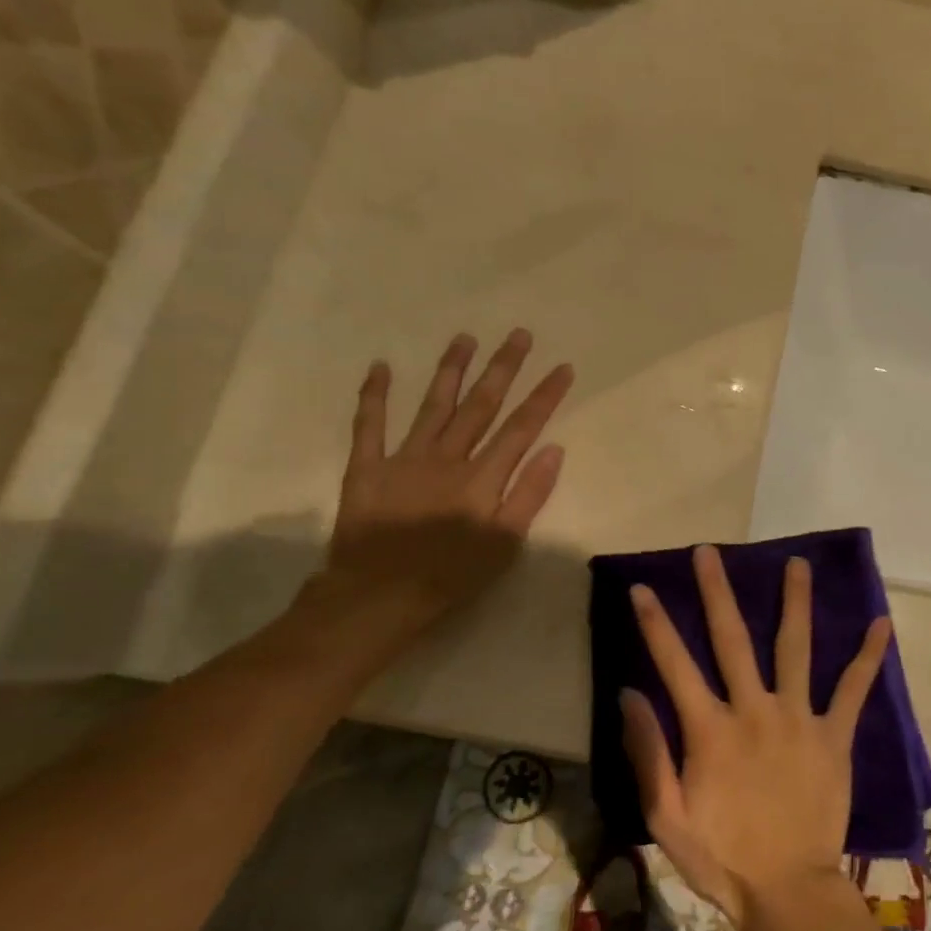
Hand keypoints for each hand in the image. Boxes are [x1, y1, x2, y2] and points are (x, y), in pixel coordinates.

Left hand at [315, 329, 572, 637]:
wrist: (378, 596)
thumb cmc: (452, 575)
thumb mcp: (505, 543)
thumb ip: (530, 494)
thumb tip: (553, 449)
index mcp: (483, 476)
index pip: (522, 427)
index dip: (544, 396)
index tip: (562, 367)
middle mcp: (448, 457)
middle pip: (481, 404)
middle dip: (503, 368)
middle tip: (519, 335)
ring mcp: (405, 457)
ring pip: (434, 404)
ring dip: (451, 369)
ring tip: (465, 338)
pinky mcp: (367, 467)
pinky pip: (369, 425)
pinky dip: (373, 395)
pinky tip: (380, 366)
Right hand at [620, 545, 892, 930]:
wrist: (788, 892)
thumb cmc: (723, 858)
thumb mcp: (666, 817)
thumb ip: (648, 752)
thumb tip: (629, 693)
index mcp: (711, 729)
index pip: (675, 663)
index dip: (656, 623)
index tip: (643, 587)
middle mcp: (754, 710)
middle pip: (733, 639)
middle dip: (718, 592)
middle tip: (710, 551)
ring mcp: (799, 719)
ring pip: (795, 648)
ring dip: (795, 602)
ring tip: (797, 562)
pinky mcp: (834, 736)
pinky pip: (854, 690)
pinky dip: (869, 657)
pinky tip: (883, 623)